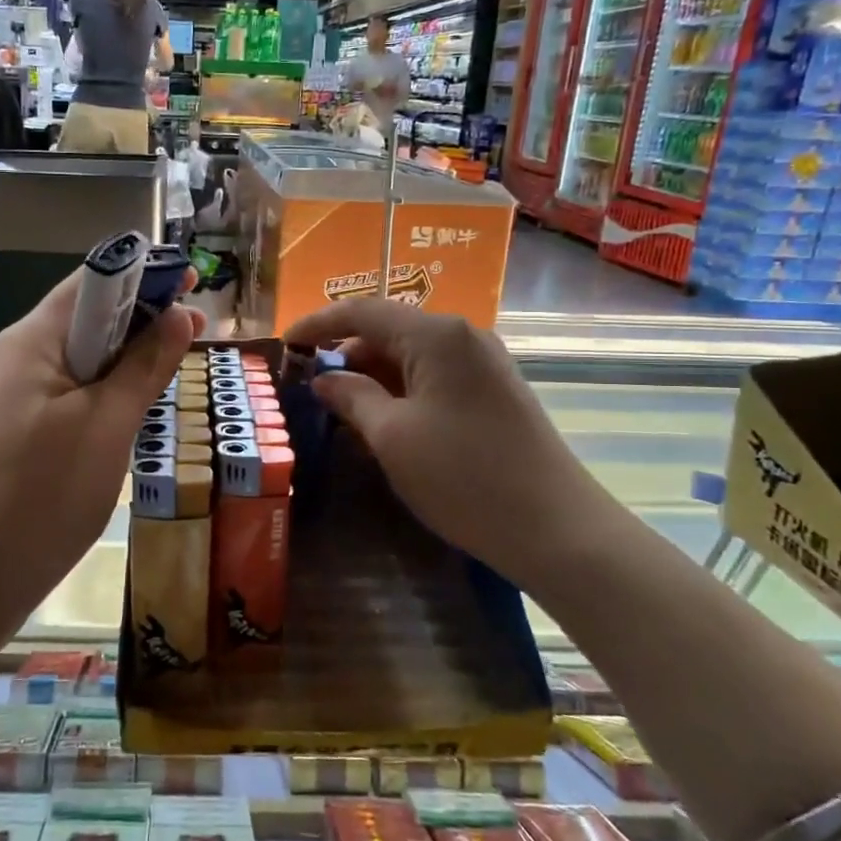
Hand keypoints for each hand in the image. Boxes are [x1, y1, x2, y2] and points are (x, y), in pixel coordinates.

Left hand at [0, 267, 203, 602]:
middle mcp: (18, 356)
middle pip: (88, 317)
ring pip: (81, 358)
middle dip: (143, 317)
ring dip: (127, 356)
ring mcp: (13, 396)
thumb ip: (144, 365)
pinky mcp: (16, 430)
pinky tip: (132, 408)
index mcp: (33, 340)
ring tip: (174, 366)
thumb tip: (179, 314)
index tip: (196, 285)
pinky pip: (69, 392)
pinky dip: (106, 390)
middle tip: (198, 333)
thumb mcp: (107, 425)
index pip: (94, 282)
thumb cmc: (42, 495)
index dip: (146, 276)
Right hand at [283, 300, 616, 577]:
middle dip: (345, 353)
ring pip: (412, 356)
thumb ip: (351, 397)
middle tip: (308, 384)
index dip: (318, 323)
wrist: (556, 529)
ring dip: (373, 375)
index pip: (363, 311)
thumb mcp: (392, 437)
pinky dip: (402, 390)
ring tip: (339, 405)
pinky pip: (435, 376)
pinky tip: (383, 419)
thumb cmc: (463, 478)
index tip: (284, 344)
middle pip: (389, 330)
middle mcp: (464, 337)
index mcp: (437, 336)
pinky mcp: (495, 391)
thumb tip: (324, 378)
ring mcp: (485, 363)